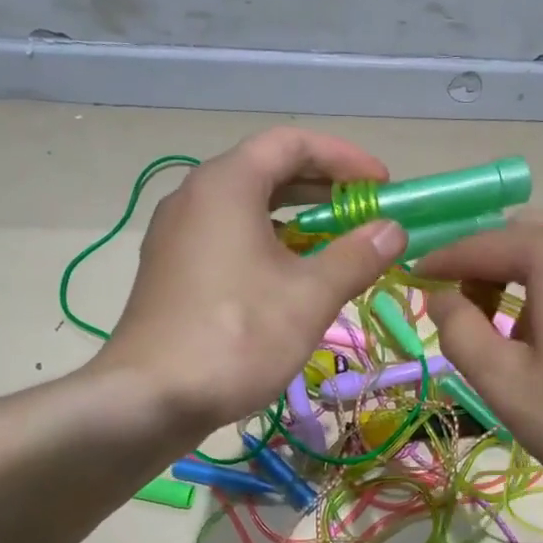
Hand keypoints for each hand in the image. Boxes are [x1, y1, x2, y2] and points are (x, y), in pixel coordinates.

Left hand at [100, 128, 407, 434]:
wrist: (150, 399)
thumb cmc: (237, 336)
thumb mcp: (310, 296)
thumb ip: (356, 256)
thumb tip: (392, 230)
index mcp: (226, 185)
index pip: (291, 143)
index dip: (344, 158)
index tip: (382, 186)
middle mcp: (195, 198)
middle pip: (267, 172)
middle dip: (323, 190)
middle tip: (366, 215)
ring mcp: (177, 237)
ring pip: (247, 210)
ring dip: (298, 221)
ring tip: (337, 248)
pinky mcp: (172, 273)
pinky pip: (228, 240)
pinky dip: (268, 246)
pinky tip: (292, 281)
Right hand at [420, 222, 542, 513]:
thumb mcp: (503, 382)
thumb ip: (458, 330)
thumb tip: (442, 297)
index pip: (484, 242)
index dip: (443, 260)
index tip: (415, 280)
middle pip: (525, 234)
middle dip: (486, 265)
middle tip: (465, 310)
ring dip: (524, 276)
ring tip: (512, 330)